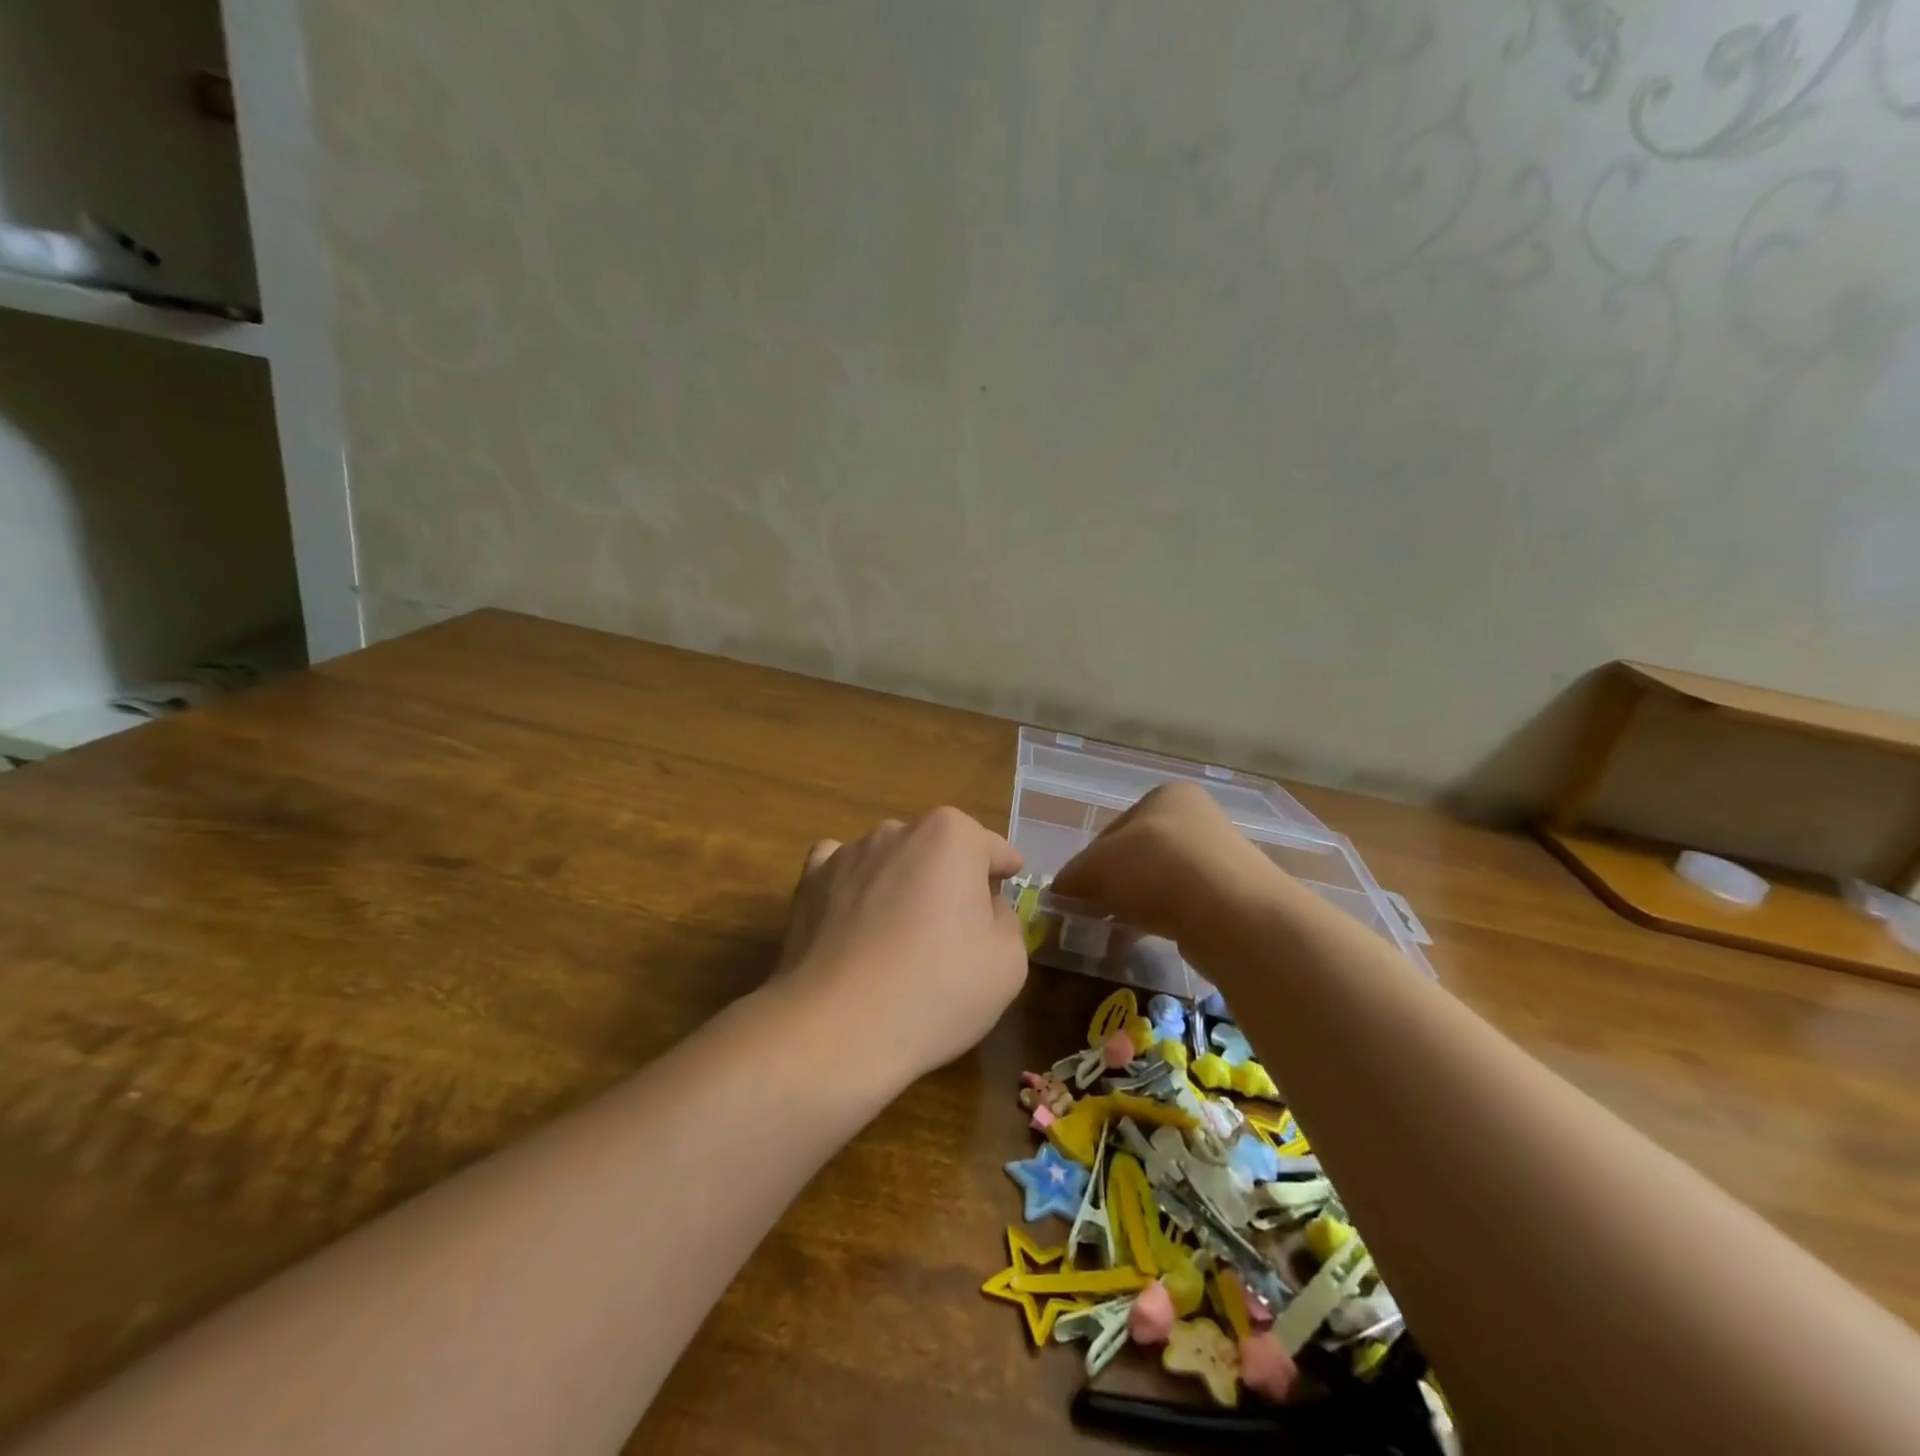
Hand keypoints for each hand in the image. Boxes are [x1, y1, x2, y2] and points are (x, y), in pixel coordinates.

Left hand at [775, 807, 1028, 1084]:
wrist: (838, 1028)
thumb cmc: (937, 990)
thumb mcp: (1008, 963)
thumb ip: (1006, 920)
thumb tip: (984, 907)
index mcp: (952, 837)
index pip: (991, 847)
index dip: (1005, 868)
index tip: (1010, 881)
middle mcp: (898, 831)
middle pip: (938, 849)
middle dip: (952, 876)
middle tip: (959, 925)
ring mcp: (848, 853)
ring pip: (891, 859)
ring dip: (903, 882)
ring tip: (902, 933)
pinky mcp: (810, 881)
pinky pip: (842, 871)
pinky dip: (854, 887)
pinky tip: (856, 920)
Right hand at [1051, 782, 1278, 943]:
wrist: (1231, 913)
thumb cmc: (1155, 869)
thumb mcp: (1096, 867)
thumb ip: (1073, 876)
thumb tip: (1060, 892)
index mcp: (1166, 796)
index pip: (1112, 830)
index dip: (1088, 862)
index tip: (1075, 892)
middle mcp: (1197, 819)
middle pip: (1137, 855)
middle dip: (1113, 884)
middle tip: (1093, 914)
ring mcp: (1219, 858)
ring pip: (1161, 882)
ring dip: (1136, 903)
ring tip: (1116, 931)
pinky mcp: (1232, 897)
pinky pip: (1184, 906)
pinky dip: (1163, 918)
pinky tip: (1147, 938)